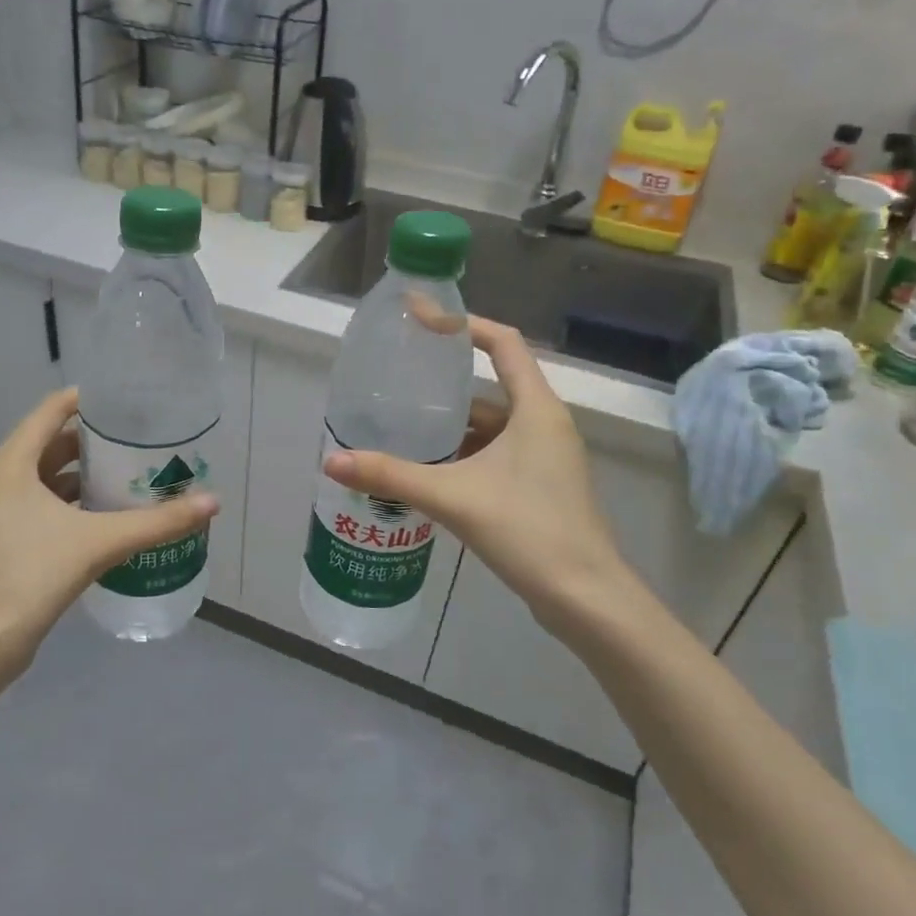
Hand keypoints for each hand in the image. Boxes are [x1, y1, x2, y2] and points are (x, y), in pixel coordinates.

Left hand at [0, 389, 218, 686]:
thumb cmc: (33, 576)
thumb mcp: (101, 542)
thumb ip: (158, 522)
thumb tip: (213, 502)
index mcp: (13, 463)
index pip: (53, 409)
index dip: (91, 399)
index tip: (131, 400)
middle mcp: (4, 477)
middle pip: (55, 441)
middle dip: (98, 438)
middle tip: (143, 437)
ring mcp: (4, 508)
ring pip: (52, 474)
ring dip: (89, 470)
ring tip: (134, 470)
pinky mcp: (10, 535)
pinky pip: (47, 501)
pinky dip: (77, 499)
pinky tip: (111, 511)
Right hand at [321, 318, 647, 629]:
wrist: (584, 597)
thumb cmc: (528, 530)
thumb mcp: (453, 497)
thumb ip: (391, 476)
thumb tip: (332, 461)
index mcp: (536, 409)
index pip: (503, 343)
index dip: (463, 323)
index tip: (421, 318)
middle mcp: (544, 424)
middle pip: (491, 386)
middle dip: (444, 385)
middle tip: (398, 381)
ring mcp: (545, 458)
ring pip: (491, 426)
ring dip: (451, 427)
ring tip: (401, 427)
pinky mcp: (540, 486)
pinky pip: (495, 455)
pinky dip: (463, 455)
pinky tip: (428, 470)